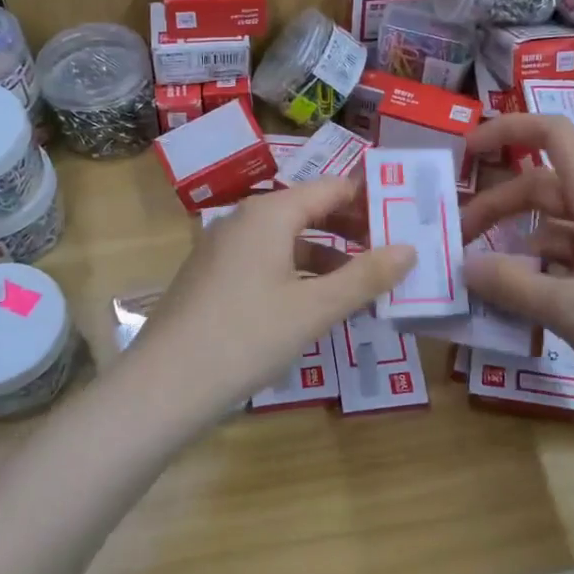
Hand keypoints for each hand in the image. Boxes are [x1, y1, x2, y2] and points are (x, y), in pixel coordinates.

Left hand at [122, 177, 414, 425]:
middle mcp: (243, 220)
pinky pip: (265, 261)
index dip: (370, 200)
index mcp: (269, 213)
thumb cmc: (247, 336)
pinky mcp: (212, 276)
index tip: (405, 216)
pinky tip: (315, 303)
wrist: (164, 385)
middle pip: (308, 210)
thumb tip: (409, 249)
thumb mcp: (315, 309)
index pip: (331, 188)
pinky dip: (297, 273)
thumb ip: (365, 277)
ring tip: (363, 282)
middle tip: (392, 250)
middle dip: (351, 229)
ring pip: (287, 240)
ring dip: (327, 256)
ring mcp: (223, 248)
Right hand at [459, 115, 573, 438]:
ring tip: (480, 277)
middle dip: (495, 207)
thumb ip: (511, 285)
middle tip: (456, 243)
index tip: (466, 152)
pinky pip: (571, 254)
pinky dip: (540, 267)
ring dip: (515, 241)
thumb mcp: (570, 310)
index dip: (506, 129)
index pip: (553, 134)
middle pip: (542, 186)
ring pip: (554, 224)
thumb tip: (463, 266)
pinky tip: (520, 298)